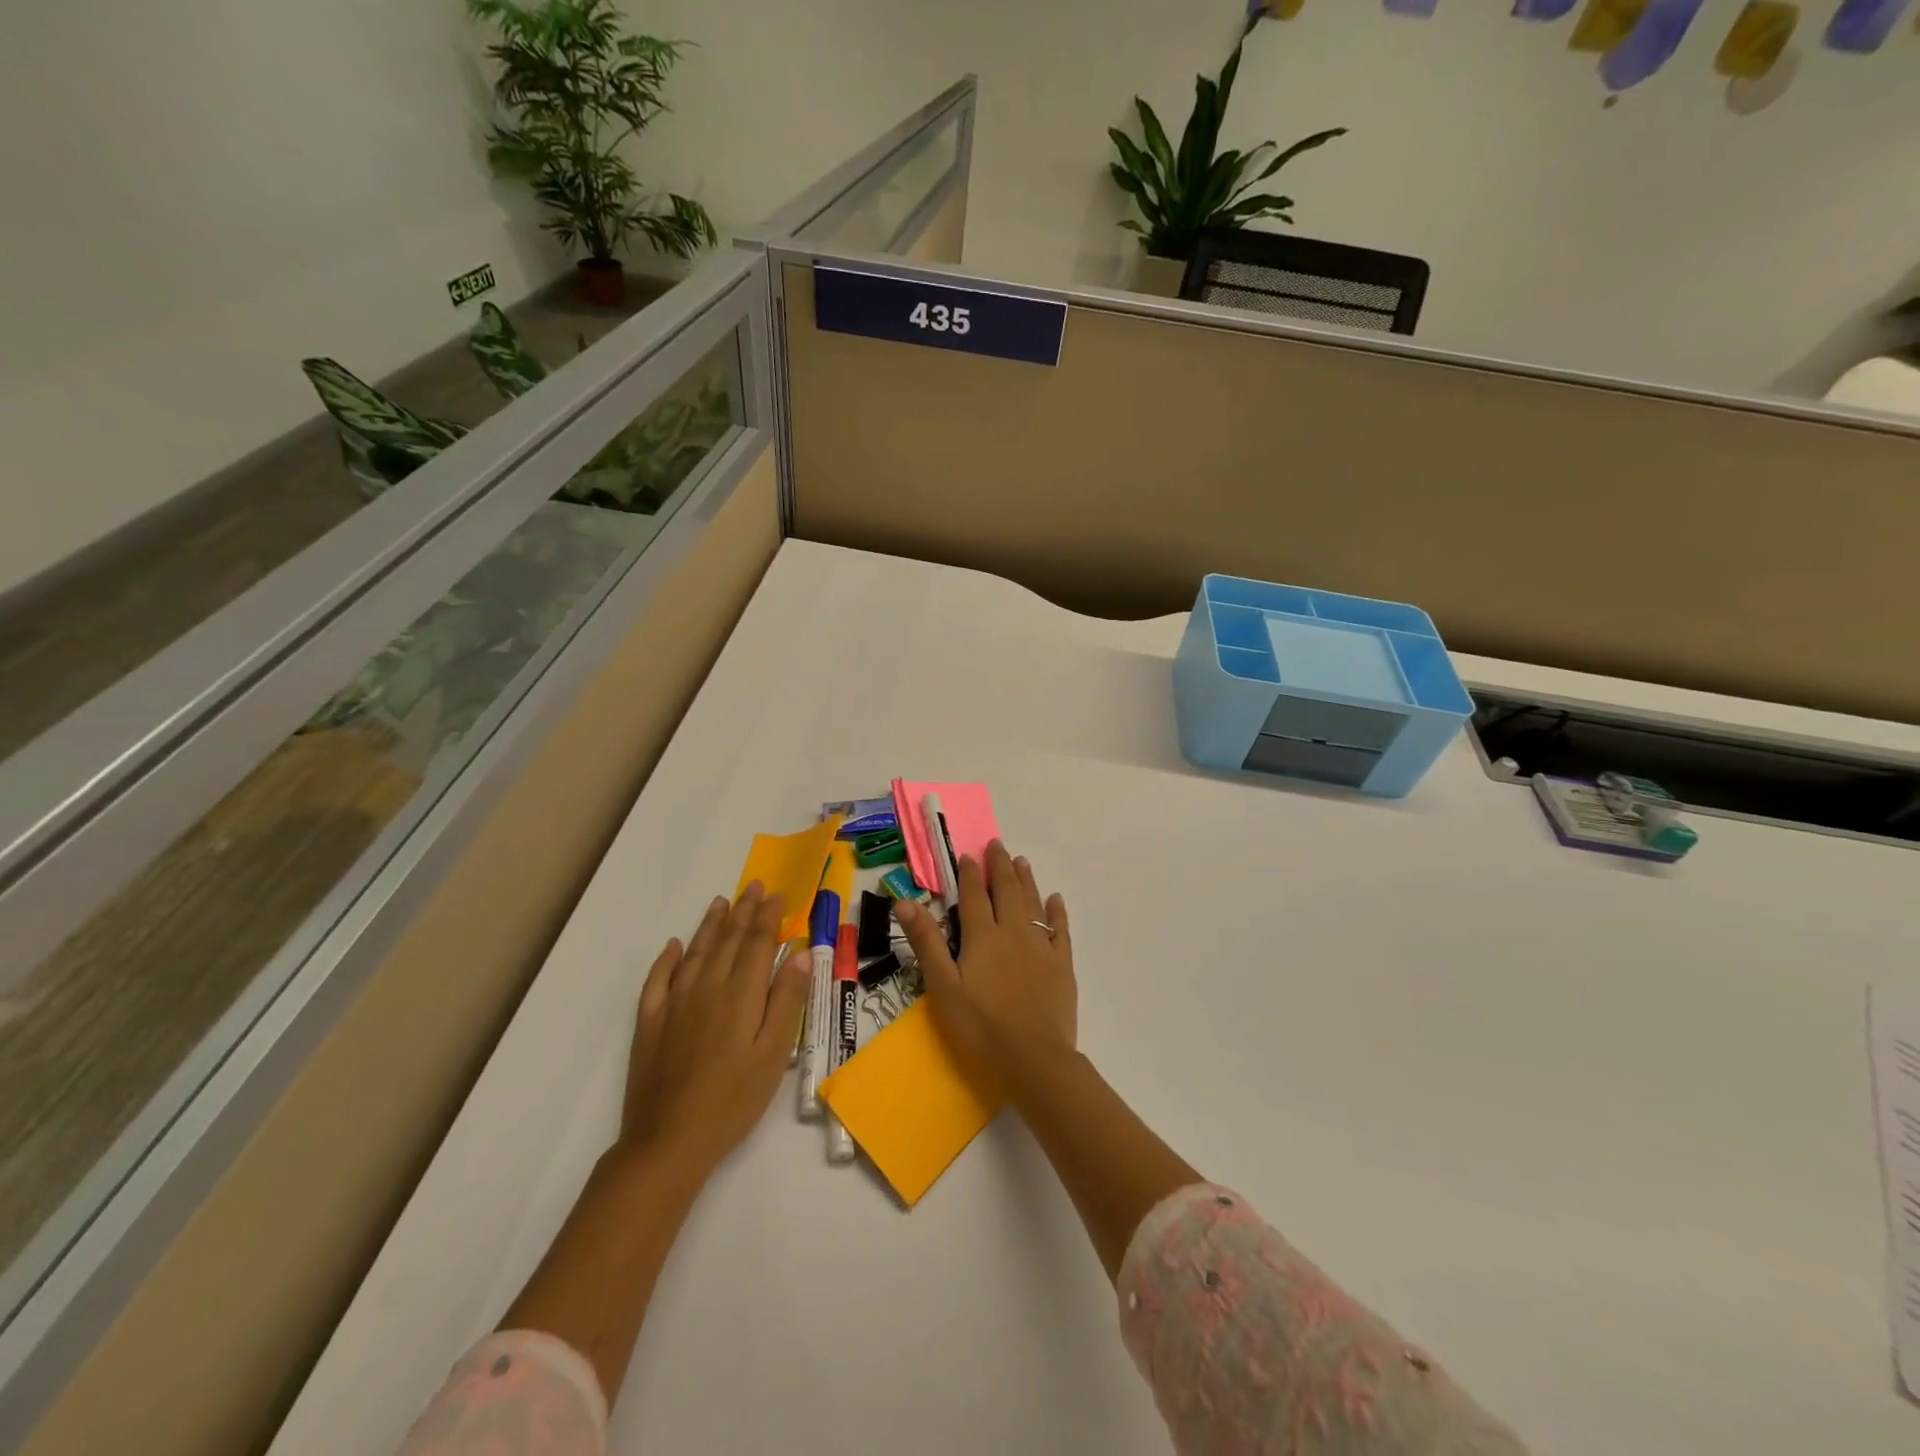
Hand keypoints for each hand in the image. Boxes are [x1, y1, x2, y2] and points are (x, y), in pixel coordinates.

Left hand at [620, 882, 809, 1176]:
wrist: (668, 1142)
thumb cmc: (733, 1100)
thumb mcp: (774, 1054)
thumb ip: (787, 1000)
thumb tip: (800, 953)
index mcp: (740, 994)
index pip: (757, 944)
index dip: (767, 917)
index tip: (776, 894)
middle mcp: (706, 988)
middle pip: (727, 940)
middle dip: (743, 911)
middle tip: (753, 886)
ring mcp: (673, 1004)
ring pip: (695, 952)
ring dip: (710, 925)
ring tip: (721, 902)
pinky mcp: (649, 1023)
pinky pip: (657, 980)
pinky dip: (666, 958)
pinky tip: (673, 945)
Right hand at [893, 840, 1075, 1094]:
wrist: (1033, 1059)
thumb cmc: (980, 1026)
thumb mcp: (943, 986)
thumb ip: (926, 942)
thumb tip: (905, 901)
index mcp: (982, 936)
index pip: (974, 895)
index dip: (970, 873)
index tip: (968, 855)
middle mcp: (1013, 931)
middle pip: (1007, 890)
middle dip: (1000, 866)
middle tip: (997, 845)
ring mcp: (1041, 946)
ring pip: (1033, 903)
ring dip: (1026, 880)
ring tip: (1021, 861)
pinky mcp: (1062, 964)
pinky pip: (1059, 929)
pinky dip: (1056, 911)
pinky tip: (1055, 900)